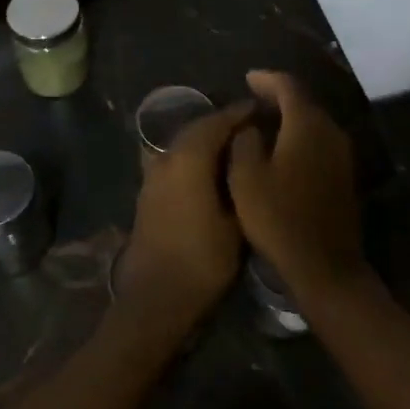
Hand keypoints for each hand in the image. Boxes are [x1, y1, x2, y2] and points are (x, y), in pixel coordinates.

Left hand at [119, 104, 254, 335]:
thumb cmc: (203, 260)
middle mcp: (166, 158)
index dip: (240, 114)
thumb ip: (241, 179)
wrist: (156, 298)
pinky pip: (174, 161)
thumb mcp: (237, 221)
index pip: (217, 122)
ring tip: (235, 149)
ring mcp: (152, 176)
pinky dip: (193, 158)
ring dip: (206, 141)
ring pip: (183, 145)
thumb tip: (247, 155)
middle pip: (196, 129)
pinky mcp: (147, 193)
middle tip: (252, 128)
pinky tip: (211, 172)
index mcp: (188, 158)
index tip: (262, 110)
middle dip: (223, 124)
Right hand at [227, 71, 365, 306]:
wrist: (325, 266)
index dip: (267, 79)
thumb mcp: (246, 178)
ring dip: (290, 118)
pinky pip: (319, 143)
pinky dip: (300, 137)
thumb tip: (251, 126)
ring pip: (314, 123)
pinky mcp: (344, 176)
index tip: (247, 78)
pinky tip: (282, 150)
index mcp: (307, 125)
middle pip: (305, 102)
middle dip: (279, 96)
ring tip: (263, 122)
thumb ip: (244, 142)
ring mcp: (342, 155)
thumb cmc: (279, 218)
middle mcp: (331, 132)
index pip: (288, 87)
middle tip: (253, 98)